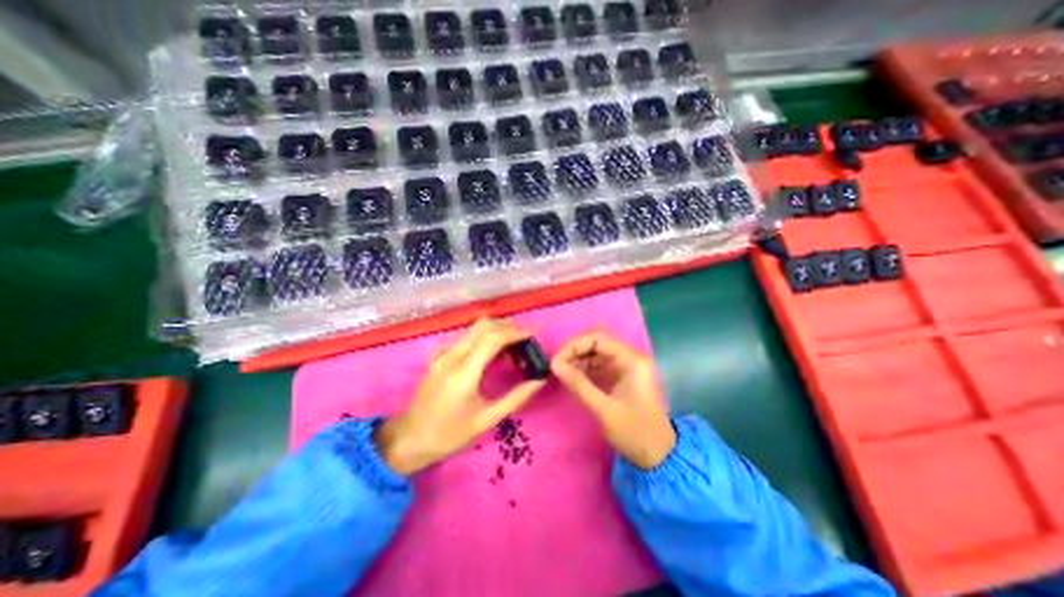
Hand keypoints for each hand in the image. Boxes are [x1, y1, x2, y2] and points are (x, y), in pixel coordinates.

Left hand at [375, 319, 543, 476]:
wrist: (407, 439)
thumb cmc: (448, 434)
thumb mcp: (486, 420)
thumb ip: (515, 398)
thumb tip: (539, 381)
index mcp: (464, 373)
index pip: (492, 338)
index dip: (516, 331)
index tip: (534, 333)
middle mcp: (451, 356)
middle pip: (483, 325)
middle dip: (508, 326)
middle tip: (526, 338)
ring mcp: (442, 354)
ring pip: (473, 329)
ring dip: (496, 330)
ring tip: (514, 345)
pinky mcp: (438, 356)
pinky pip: (465, 338)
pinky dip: (483, 337)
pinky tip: (492, 353)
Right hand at [548, 332, 671, 465]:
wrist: (659, 455)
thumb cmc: (635, 433)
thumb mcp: (604, 409)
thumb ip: (579, 384)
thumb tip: (554, 365)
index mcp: (633, 360)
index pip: (599, 338)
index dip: (574, 345)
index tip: (556, 360)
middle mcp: (631, 357)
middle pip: (597, 341)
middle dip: (575, 351)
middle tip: (557, 366)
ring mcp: (627, 365)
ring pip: (596, 351)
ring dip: (578, 359)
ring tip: (561, 372)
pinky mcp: (622, 375)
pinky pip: (599, 363)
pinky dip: (585, 368)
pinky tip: (572, 377)